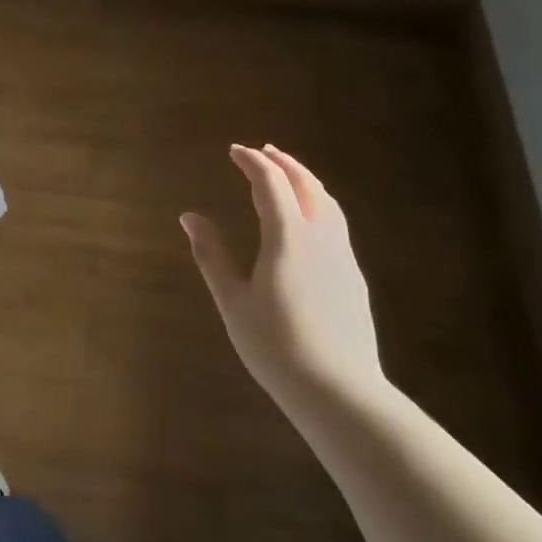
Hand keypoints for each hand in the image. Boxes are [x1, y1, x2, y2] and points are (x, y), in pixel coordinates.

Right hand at [181, 144, 385, 405]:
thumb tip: (189, 216)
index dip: (252, 162)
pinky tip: (309, 218)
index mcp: (288, 238)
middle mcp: (320, 237)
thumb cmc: (275, 346)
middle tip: (262, 151)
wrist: (338, 390)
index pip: (271, 183)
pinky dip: (318, 203)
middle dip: (283, 162)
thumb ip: (211, 254)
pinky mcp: (353, 276)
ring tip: (288, 174)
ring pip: (327, 202)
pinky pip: (336, 222)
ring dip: (305, 179)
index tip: (234, 151)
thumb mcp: (232, 301)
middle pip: (306, 184)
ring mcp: (342, 256)